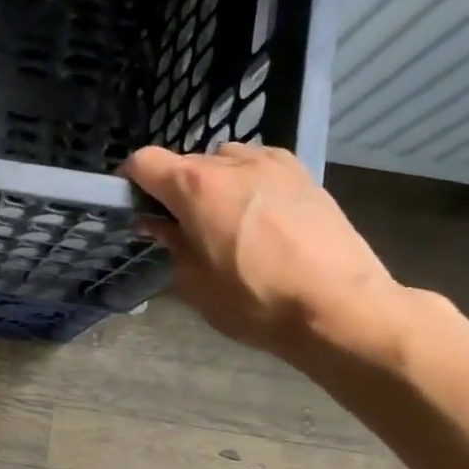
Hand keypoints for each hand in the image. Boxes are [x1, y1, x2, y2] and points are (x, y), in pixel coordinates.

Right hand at [122, 143, 405, 362]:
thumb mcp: (195, 283)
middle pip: (185, 163)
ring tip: (223, 220)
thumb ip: (171, 245)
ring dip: (212, 184)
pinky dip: (246, 183)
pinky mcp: (303, 173)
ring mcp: (272, 163)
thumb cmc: (255, 301)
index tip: (132, 205)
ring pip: (223, 161)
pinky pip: (259, 166)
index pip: (144, 162)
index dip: (130, 181)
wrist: (339, 307)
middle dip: (174, 191)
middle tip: (180, 228)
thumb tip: (158, 226)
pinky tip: (258, 216)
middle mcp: (231, 162)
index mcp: (196, 187)